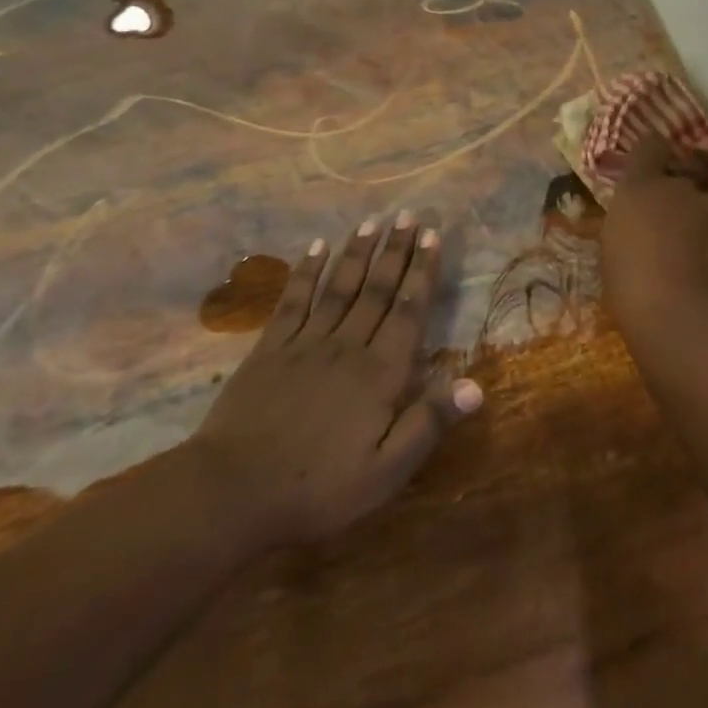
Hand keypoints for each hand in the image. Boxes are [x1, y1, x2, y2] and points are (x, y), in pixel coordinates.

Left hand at [193, 213, 482, 547]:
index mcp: (379, 374)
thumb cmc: (317, 488)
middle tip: (409, 215)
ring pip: (338, 287)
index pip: (408, 311)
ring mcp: (305, 343)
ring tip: (373, 221)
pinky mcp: (269, 348)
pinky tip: (316, 247)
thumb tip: (475, 386)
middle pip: (376, 289)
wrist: (232, 492)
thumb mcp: (385, 472)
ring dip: (357, 252)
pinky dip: (306, 271)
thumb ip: (428, 424)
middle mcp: (346, 346)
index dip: (422, 272)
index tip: (432, 237)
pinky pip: (293, 300)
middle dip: (395, 250)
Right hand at [600, 132, 707, 343]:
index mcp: (641, 188)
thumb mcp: (615, 253)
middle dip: (698, 168)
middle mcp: (684, 188)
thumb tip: (640, 224)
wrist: (689, 323)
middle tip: (693, 187)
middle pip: (697, 160)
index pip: (650, 146)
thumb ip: (631, 227)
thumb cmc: (633, 291)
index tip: (655, 163)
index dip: (654, 152)